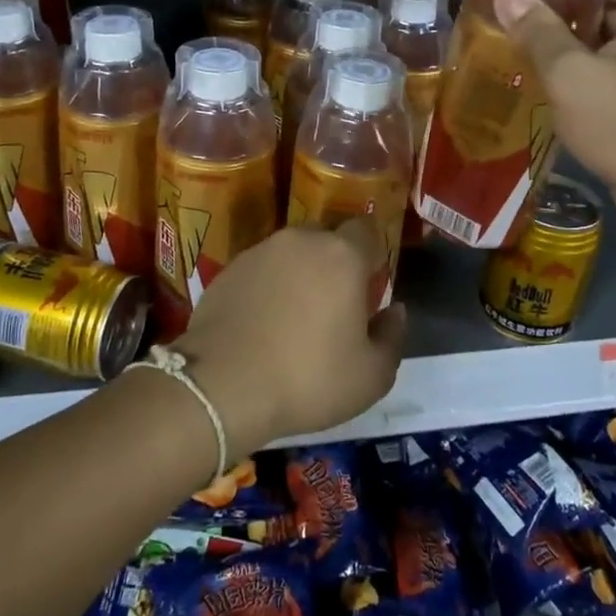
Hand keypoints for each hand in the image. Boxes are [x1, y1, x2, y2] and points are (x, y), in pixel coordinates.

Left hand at [168, 219, 406, 456]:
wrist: (221, 386)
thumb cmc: (308, 378)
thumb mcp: (371, 375)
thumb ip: (392, 336)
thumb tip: (394, 312)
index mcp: (342, 255)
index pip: (366, 229)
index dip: (372, 253)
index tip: (370, 285)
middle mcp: (300, 241)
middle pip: (327, 239)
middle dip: (334, 263)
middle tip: (334, 305)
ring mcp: (259, 252)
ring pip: (291, 254)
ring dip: (298, 275)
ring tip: (294, 318)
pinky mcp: (228, 270)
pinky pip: (260, 270)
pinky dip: (267, 288)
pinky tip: (262, 324)